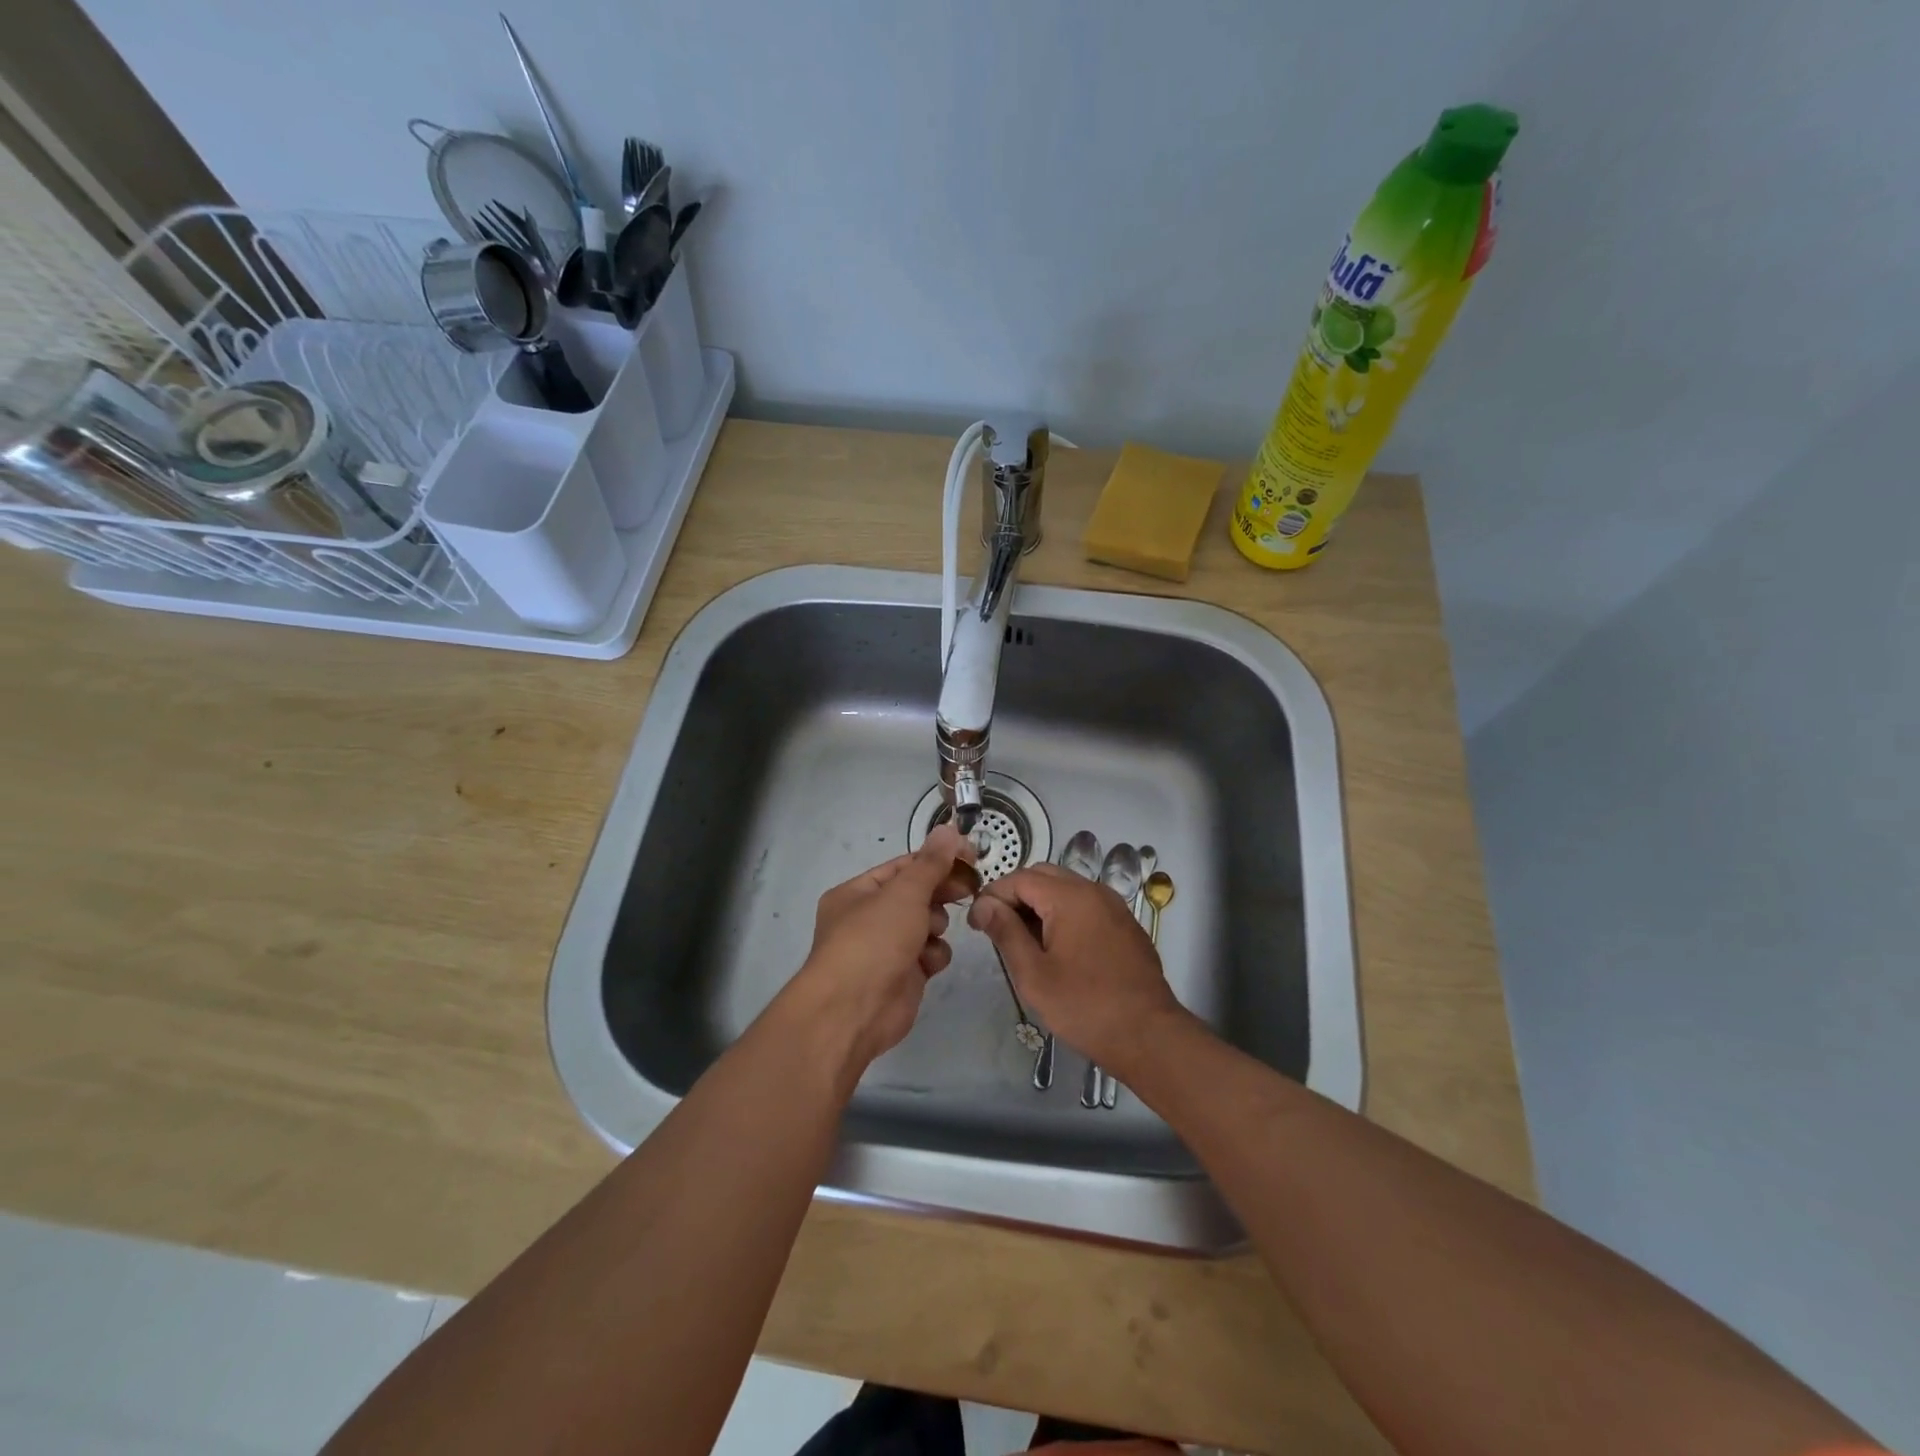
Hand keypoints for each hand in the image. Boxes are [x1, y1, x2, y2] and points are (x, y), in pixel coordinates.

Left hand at [788, 823, 976, 1067]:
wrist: (854, 1011)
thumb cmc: (873, 940)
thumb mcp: (904, 892)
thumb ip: (931, 862)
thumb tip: (948, 829)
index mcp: (858, 892)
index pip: (904, 866)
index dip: (937, 859)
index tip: (970, 856)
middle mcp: (869, 917)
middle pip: (917, 894)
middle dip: (940, 892)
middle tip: (969, 887)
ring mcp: (886, 948)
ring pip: (927, 923)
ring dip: (935, 925)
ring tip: (930, 932)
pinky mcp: (903, 976)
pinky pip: (929, 954)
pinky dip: (933, 956)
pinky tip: (927, 963)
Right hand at [968, 863, 1185, 1076]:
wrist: (1149, 1035)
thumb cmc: (1085, 1007)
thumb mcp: (1034, 974)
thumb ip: (1006, 932)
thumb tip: (984, 904)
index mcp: (1070, 897)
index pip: (1020, 878)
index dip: (993, 895)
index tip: (977, 923)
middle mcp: (1094, 891)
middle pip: (1044, 876)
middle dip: (1015, 895)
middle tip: (996, 927)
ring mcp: (1114, 906)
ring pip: (1066, 888)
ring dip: (1039, 903)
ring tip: (1022, 938)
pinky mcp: (1124, 924)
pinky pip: (1086, 904)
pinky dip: (1063, 913)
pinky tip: (1056, 946)